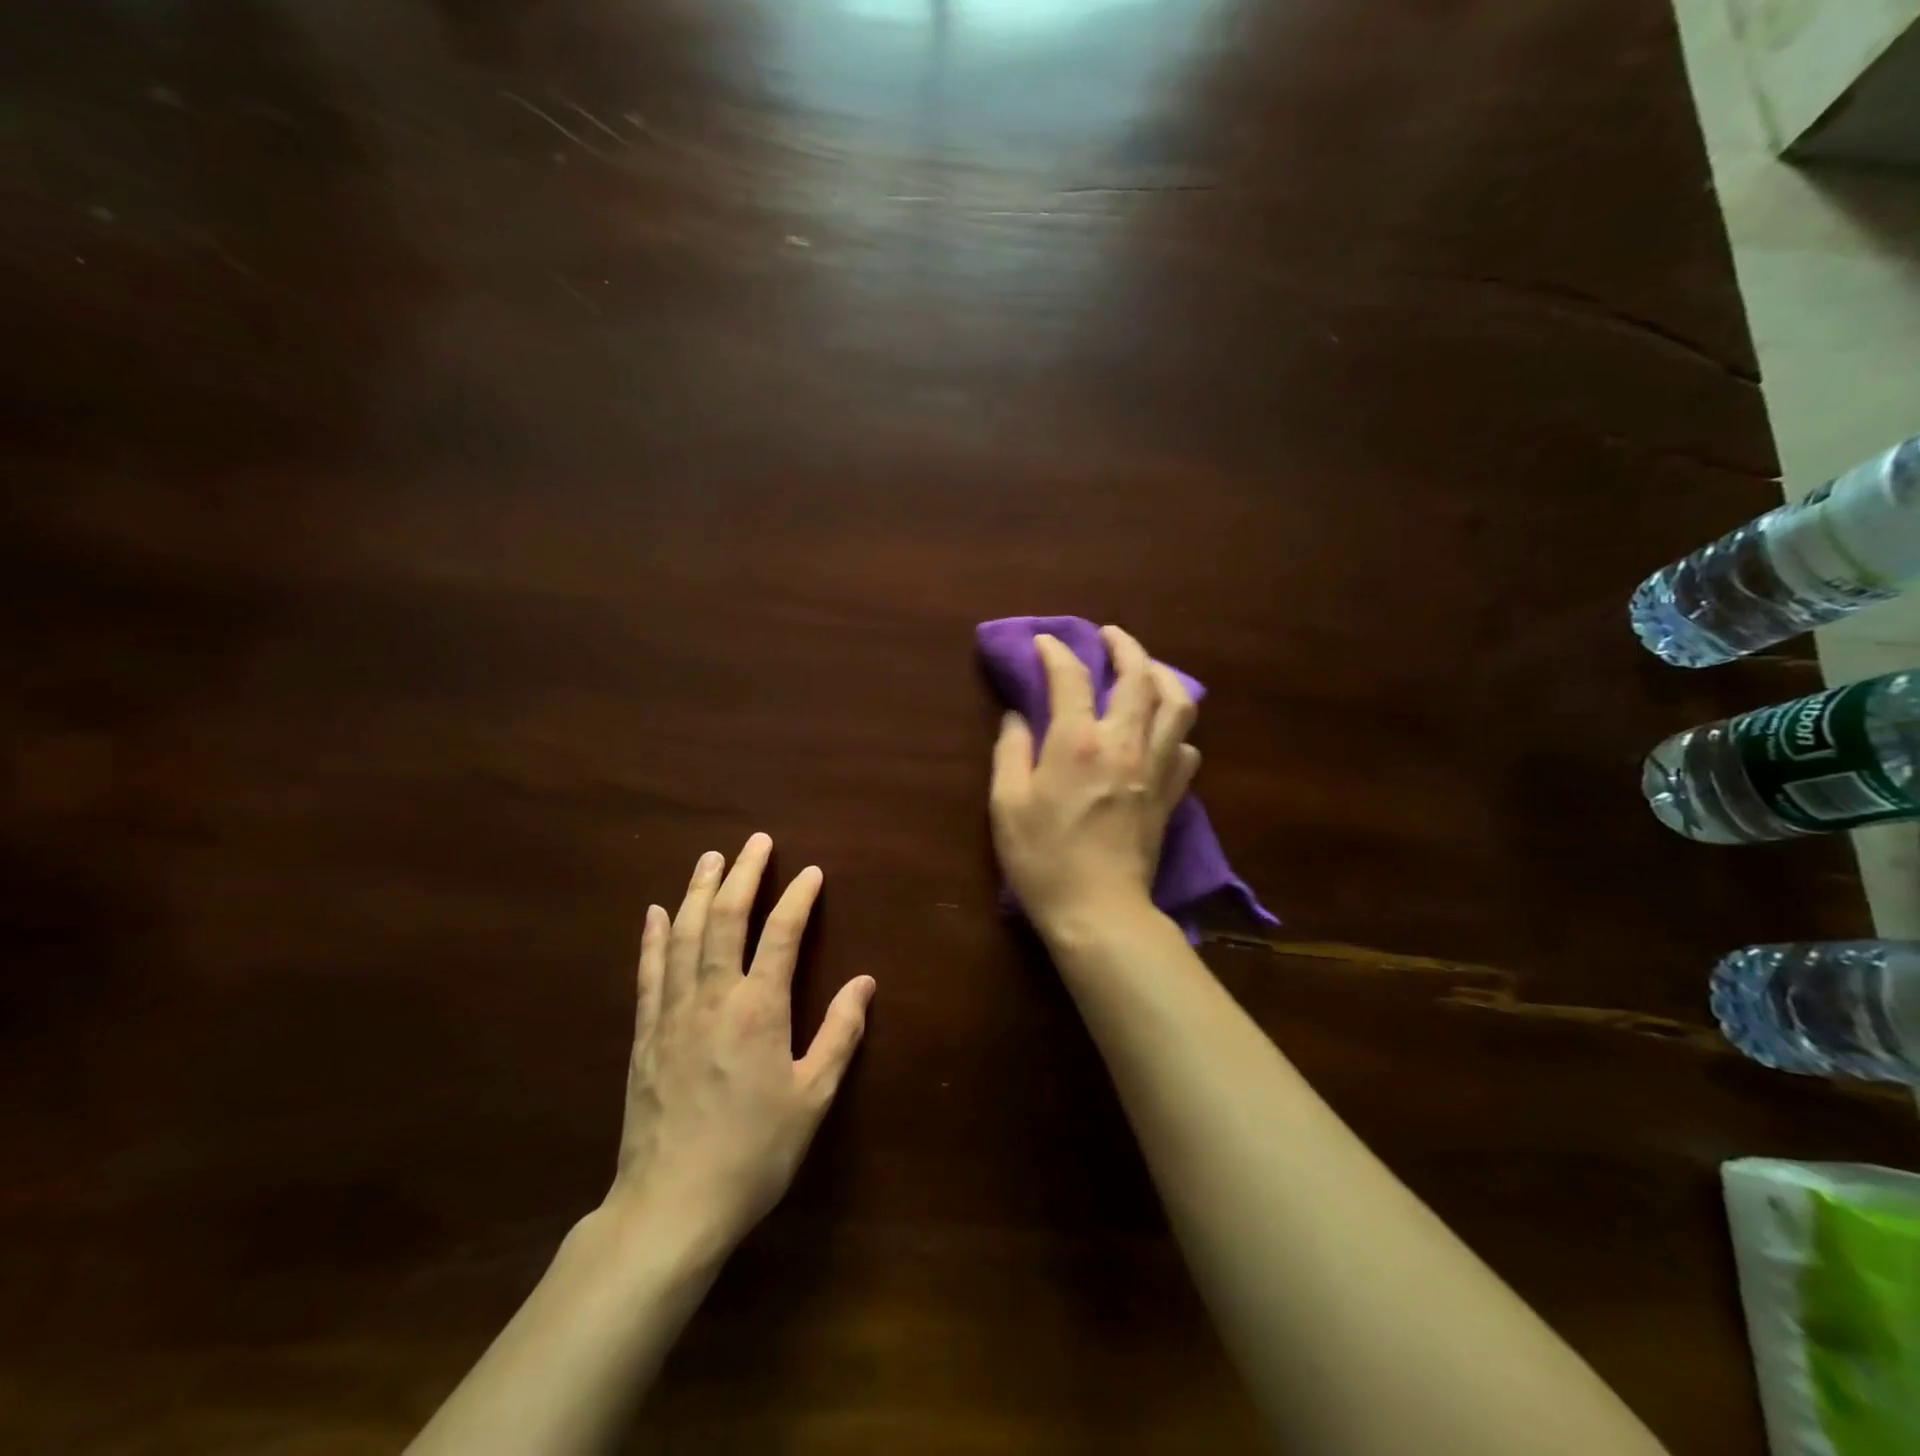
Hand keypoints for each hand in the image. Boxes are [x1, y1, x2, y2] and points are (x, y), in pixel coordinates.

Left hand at [604, 834, 874, 1253]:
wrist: (672, 1205)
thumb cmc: (754, 1151)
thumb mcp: (813, 1097)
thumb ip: (840, 1034)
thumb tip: (865, 982)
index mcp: (759, 1009)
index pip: (780, 934)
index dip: (797, 898)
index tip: (811, 872)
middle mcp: (713, 997)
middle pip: (725, 919)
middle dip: (744, 874)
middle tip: (756, 841)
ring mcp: (672, 1013)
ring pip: (683, 934)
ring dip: (698, 891)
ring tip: (710, 858)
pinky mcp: (645, 1034)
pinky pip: (649, 971)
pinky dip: (653, 936)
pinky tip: (655, 912)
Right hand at [989, 626, 1199, 938]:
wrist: (1098, 911)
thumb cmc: (1043, 859)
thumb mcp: (1007, 804)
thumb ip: (1010, 752)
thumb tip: (1016, 718)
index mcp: (1078, 742)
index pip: (1071, 677)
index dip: (1056, 652)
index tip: (1044, 643)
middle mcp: (1124, 743)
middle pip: (1139, 676)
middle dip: (1124, 645)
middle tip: (1109, 636)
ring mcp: (1156, 768)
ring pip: (1179, 704)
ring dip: (1164, 676)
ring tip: (1147, 670)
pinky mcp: (1172, 795)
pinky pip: (1188, 749)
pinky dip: (1177, 730)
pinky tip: (1162, 732)